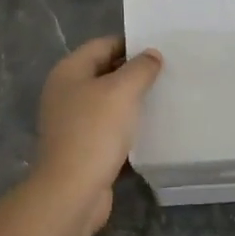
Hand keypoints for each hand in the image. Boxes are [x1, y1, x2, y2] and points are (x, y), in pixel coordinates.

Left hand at [28, 35, 162, 235]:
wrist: (72, 192)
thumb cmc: (95, 132)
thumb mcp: (122, 91)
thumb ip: (140, 68)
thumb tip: (151, 55)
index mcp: (69, 72)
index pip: (103, 45)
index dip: (131, 44)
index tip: (161, 49)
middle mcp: (66, 93)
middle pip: (104, 72)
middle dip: (134, 72)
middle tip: (168, 73)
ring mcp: (72, 122)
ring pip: (108, 102)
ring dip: (132, 101)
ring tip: (164, 98)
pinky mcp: (82, 148)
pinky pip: (109, 128)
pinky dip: (128, 127)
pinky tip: (152, 129)